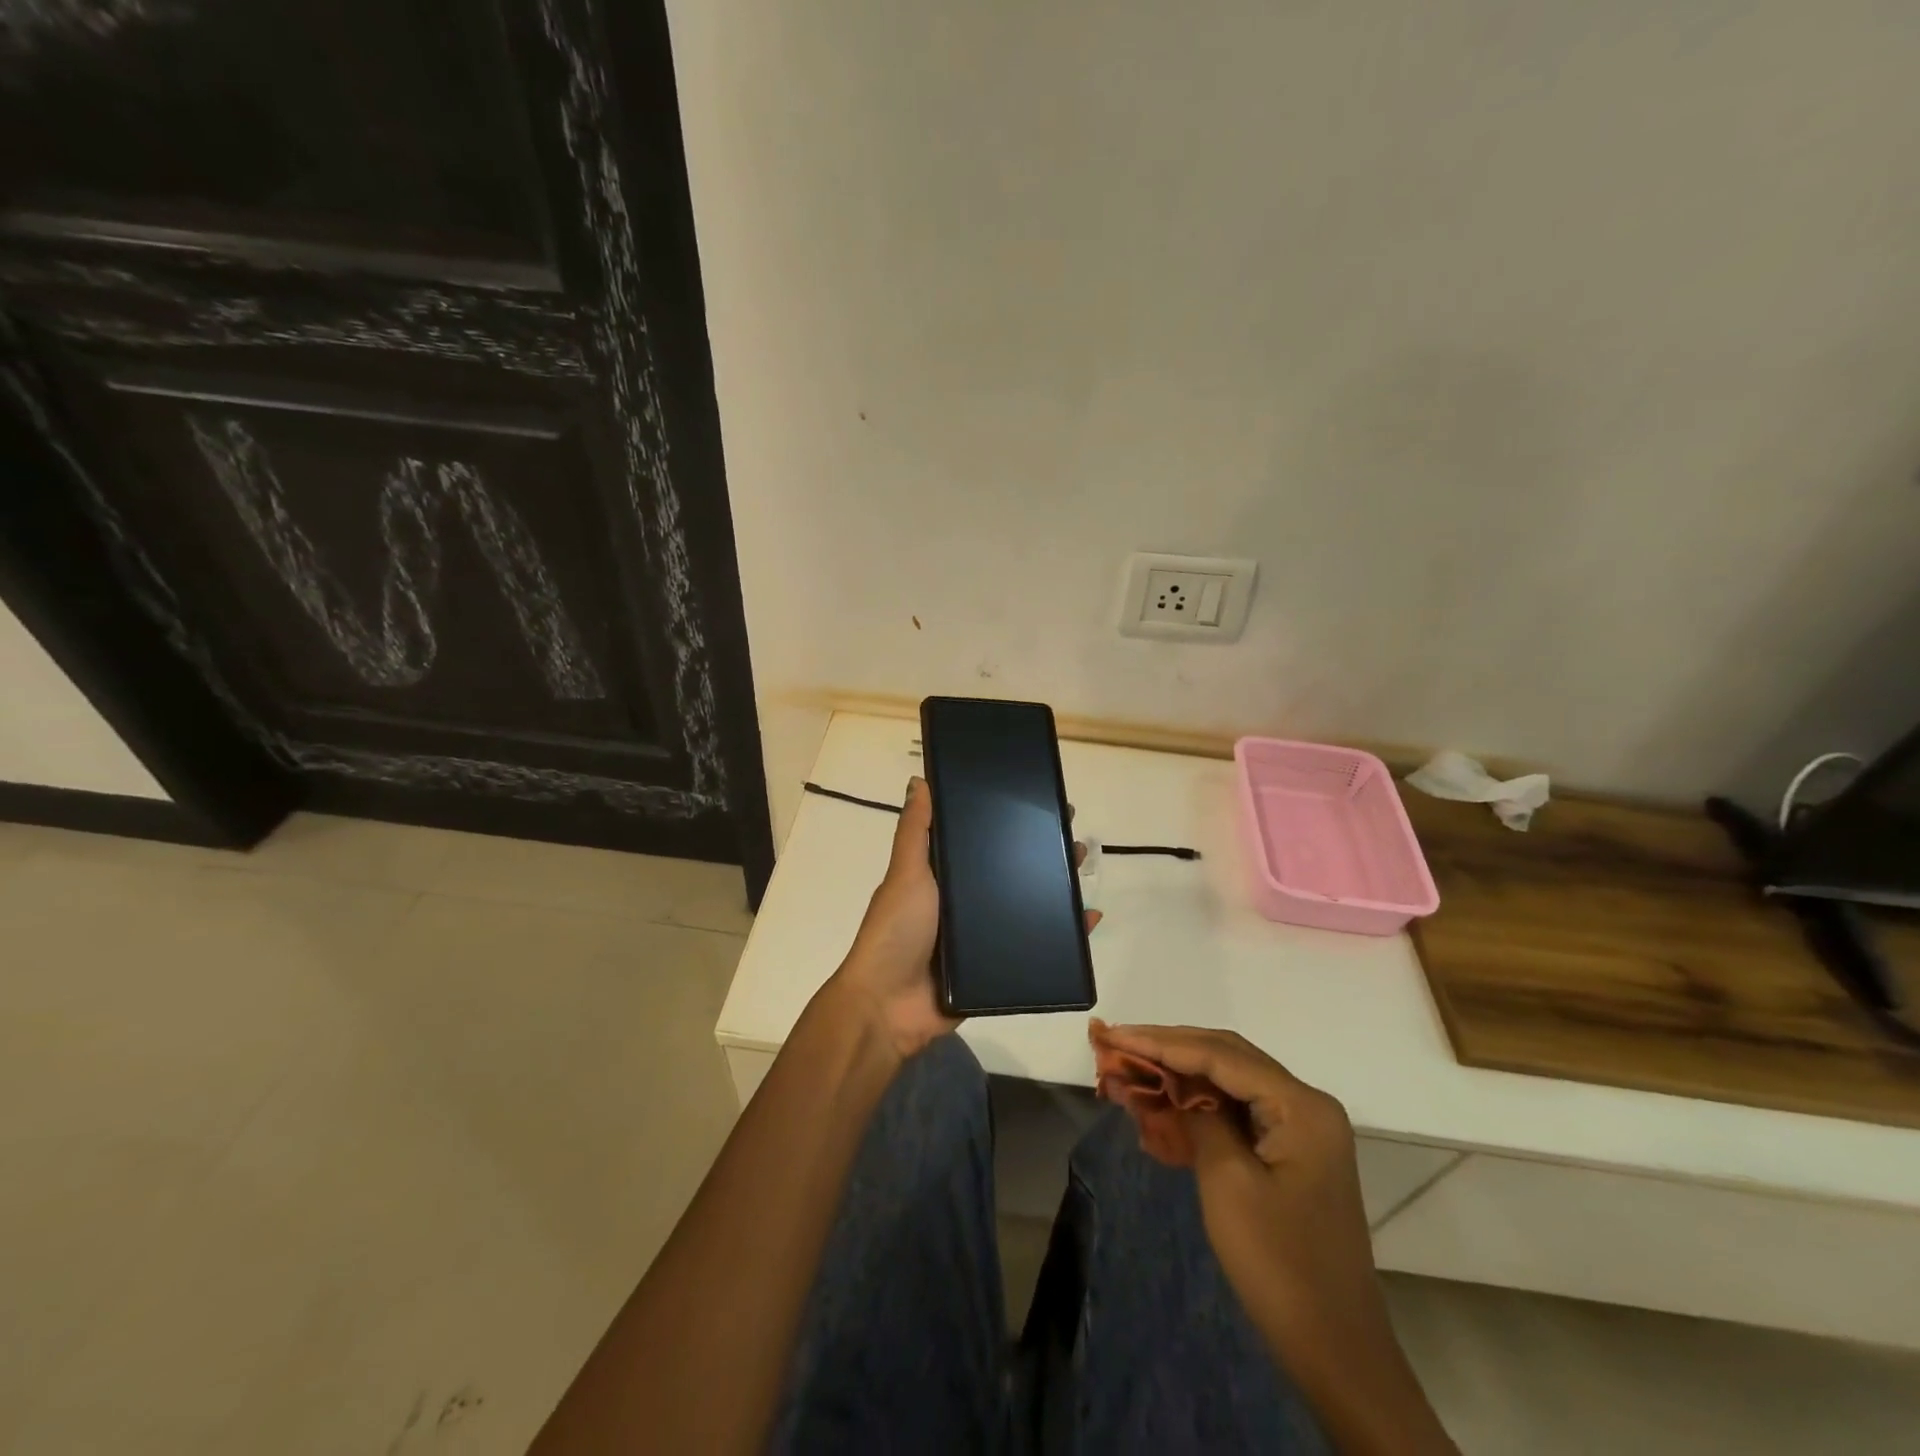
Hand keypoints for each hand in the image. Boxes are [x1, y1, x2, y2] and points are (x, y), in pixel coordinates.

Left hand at [832, 777, 1101, 1063]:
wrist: (889, 1007)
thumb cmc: (896, 931)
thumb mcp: (905, 874)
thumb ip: (915, 831)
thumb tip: (920, 780)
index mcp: (942, 877)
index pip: (981, 842)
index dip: (1009, 824)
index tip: (1040, 804)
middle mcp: (963, 904)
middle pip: (1011, 872)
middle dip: (1042, 854)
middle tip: (1074, 837)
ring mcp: (981, 938)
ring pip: (1027, 907)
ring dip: (1057, 890)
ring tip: (1083, 869)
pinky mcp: (997, 970)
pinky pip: (1036, 947)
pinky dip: (1064, 935)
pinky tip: (1088, 920)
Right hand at [1094, 1025, 1455, 1452]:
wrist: (1336, 1351)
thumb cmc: (1280, 1264)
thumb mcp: (1227, 1181)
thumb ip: (1197, 1115)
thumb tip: (1169, 1078)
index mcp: (1301, 1105)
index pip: (1220, 1055)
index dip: (1162, 1042)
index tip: (1115, 1035)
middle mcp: (1306, 1104)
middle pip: (1227, 1057)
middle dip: (1170, 1049)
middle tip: (1119, 1045)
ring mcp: (1301, 1128)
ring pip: (1230, 1081)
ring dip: (1181, 1074)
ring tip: (1133, 1067)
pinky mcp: (1291, 1152)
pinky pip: (1238, 1110)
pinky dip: (1198, 1104)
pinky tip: (1162, 1106)